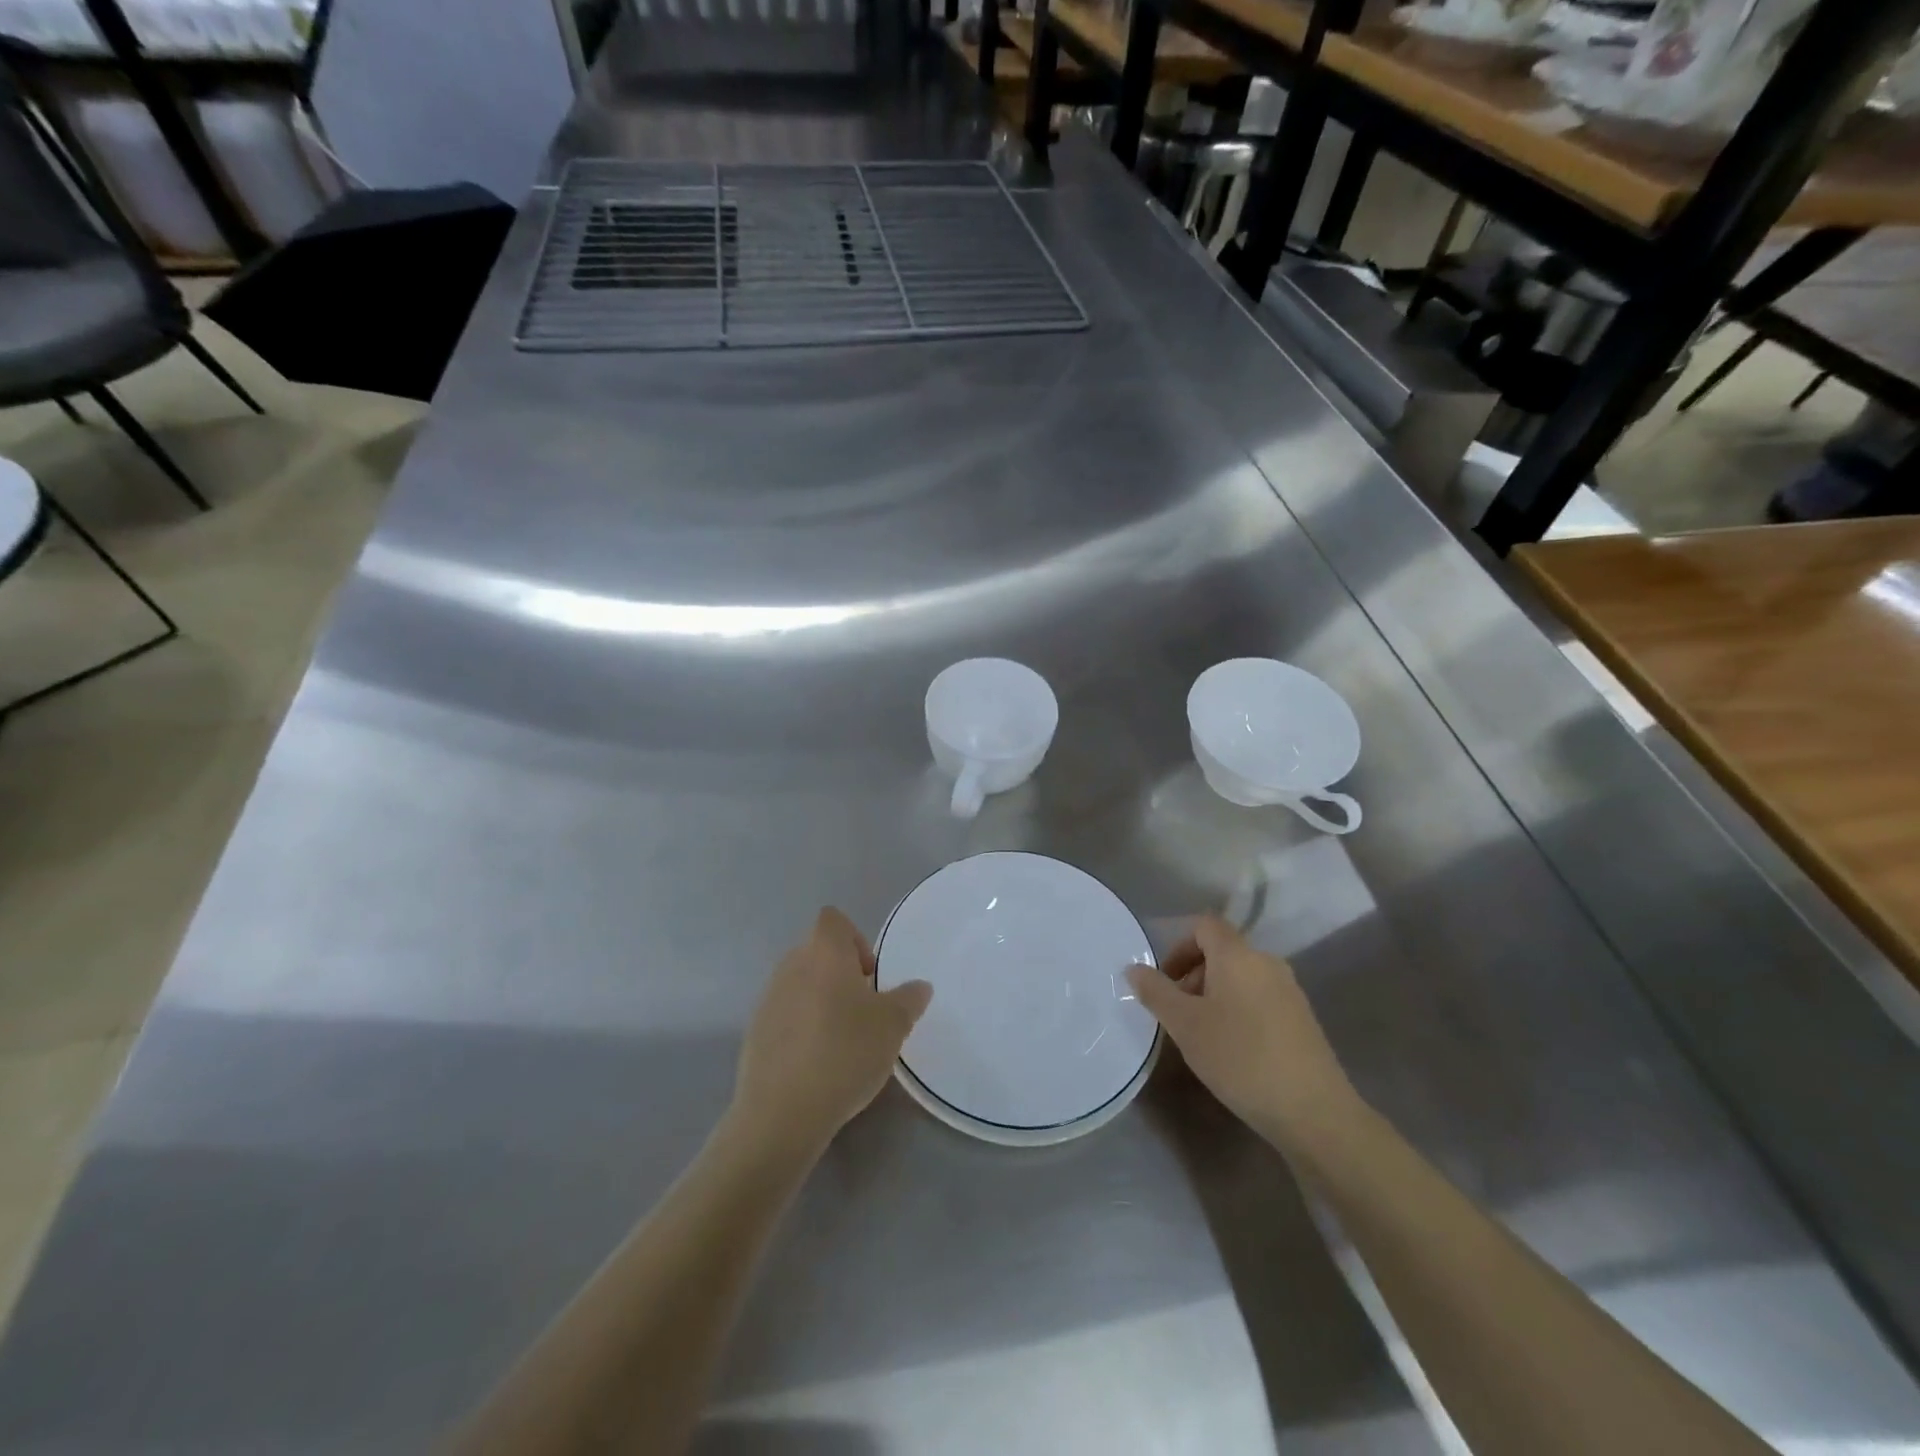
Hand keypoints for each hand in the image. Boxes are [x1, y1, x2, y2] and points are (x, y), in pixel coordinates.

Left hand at [733, 908, 932, 1158]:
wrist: (782, 1112)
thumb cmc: (844, 1053)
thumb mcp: (893, 1026)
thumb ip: (909, 999)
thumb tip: (919, 986)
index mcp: (823, 952)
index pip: (833, 919)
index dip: (855, 938)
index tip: (870, 975)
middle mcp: (790, 966)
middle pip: (817, 951)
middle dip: (841, 973)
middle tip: (864, 1010)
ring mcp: (767, 999)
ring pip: (801, 984)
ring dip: (821, 1001)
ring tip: (842, 1040)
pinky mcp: (754, 1033)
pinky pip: (785, 1015)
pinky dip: (802, 1028)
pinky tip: (817, 1063)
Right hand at [1128, 914, 1360, 1155]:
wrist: (1314, 1111)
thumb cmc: (1240, 1058)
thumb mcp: (1185, 1025)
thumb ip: (1156, 992)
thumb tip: (1134, 968)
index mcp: (1238, 955)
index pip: (1204, 925)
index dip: (1179, 946)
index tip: (1165, 981)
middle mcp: (1267, 962)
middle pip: (1221, 951)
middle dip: (1192, 975)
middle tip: (1176, 1014)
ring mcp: (1289, 991)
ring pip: (1240, 977)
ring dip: (1213, 995)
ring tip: (1201, 1036)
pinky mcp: (1302, 1019)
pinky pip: (1259, 999)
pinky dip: (1238, 1011)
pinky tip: (1232, 1051)